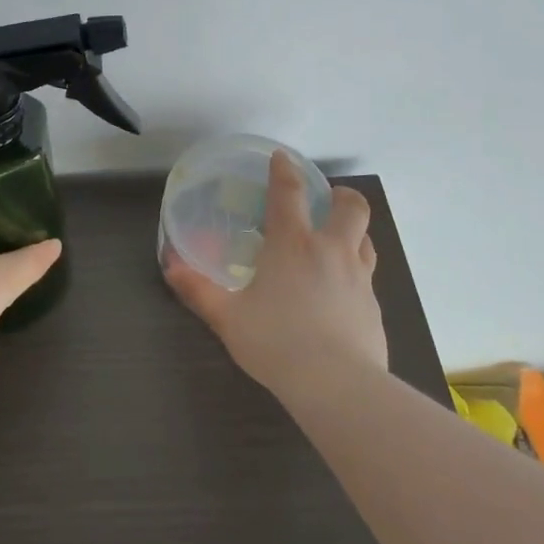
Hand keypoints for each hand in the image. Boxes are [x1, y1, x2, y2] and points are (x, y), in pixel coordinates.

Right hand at [163, 151, 387, 395]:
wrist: (338, 385)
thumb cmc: (276, 342)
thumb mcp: (227, 317)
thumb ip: (198, 289)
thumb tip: (169, 265)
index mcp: (293, 244)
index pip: (290, 193)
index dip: (285, 170)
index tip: (282, 158)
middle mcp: (331, 251)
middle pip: (351, 207)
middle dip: (341, 195)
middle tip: (326, 199)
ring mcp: (359, 279)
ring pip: (366, 240)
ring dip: (353, 231)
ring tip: (335, 241)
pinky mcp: (374, 308)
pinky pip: (367, 277)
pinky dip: (354, 272)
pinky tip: (339, 293)